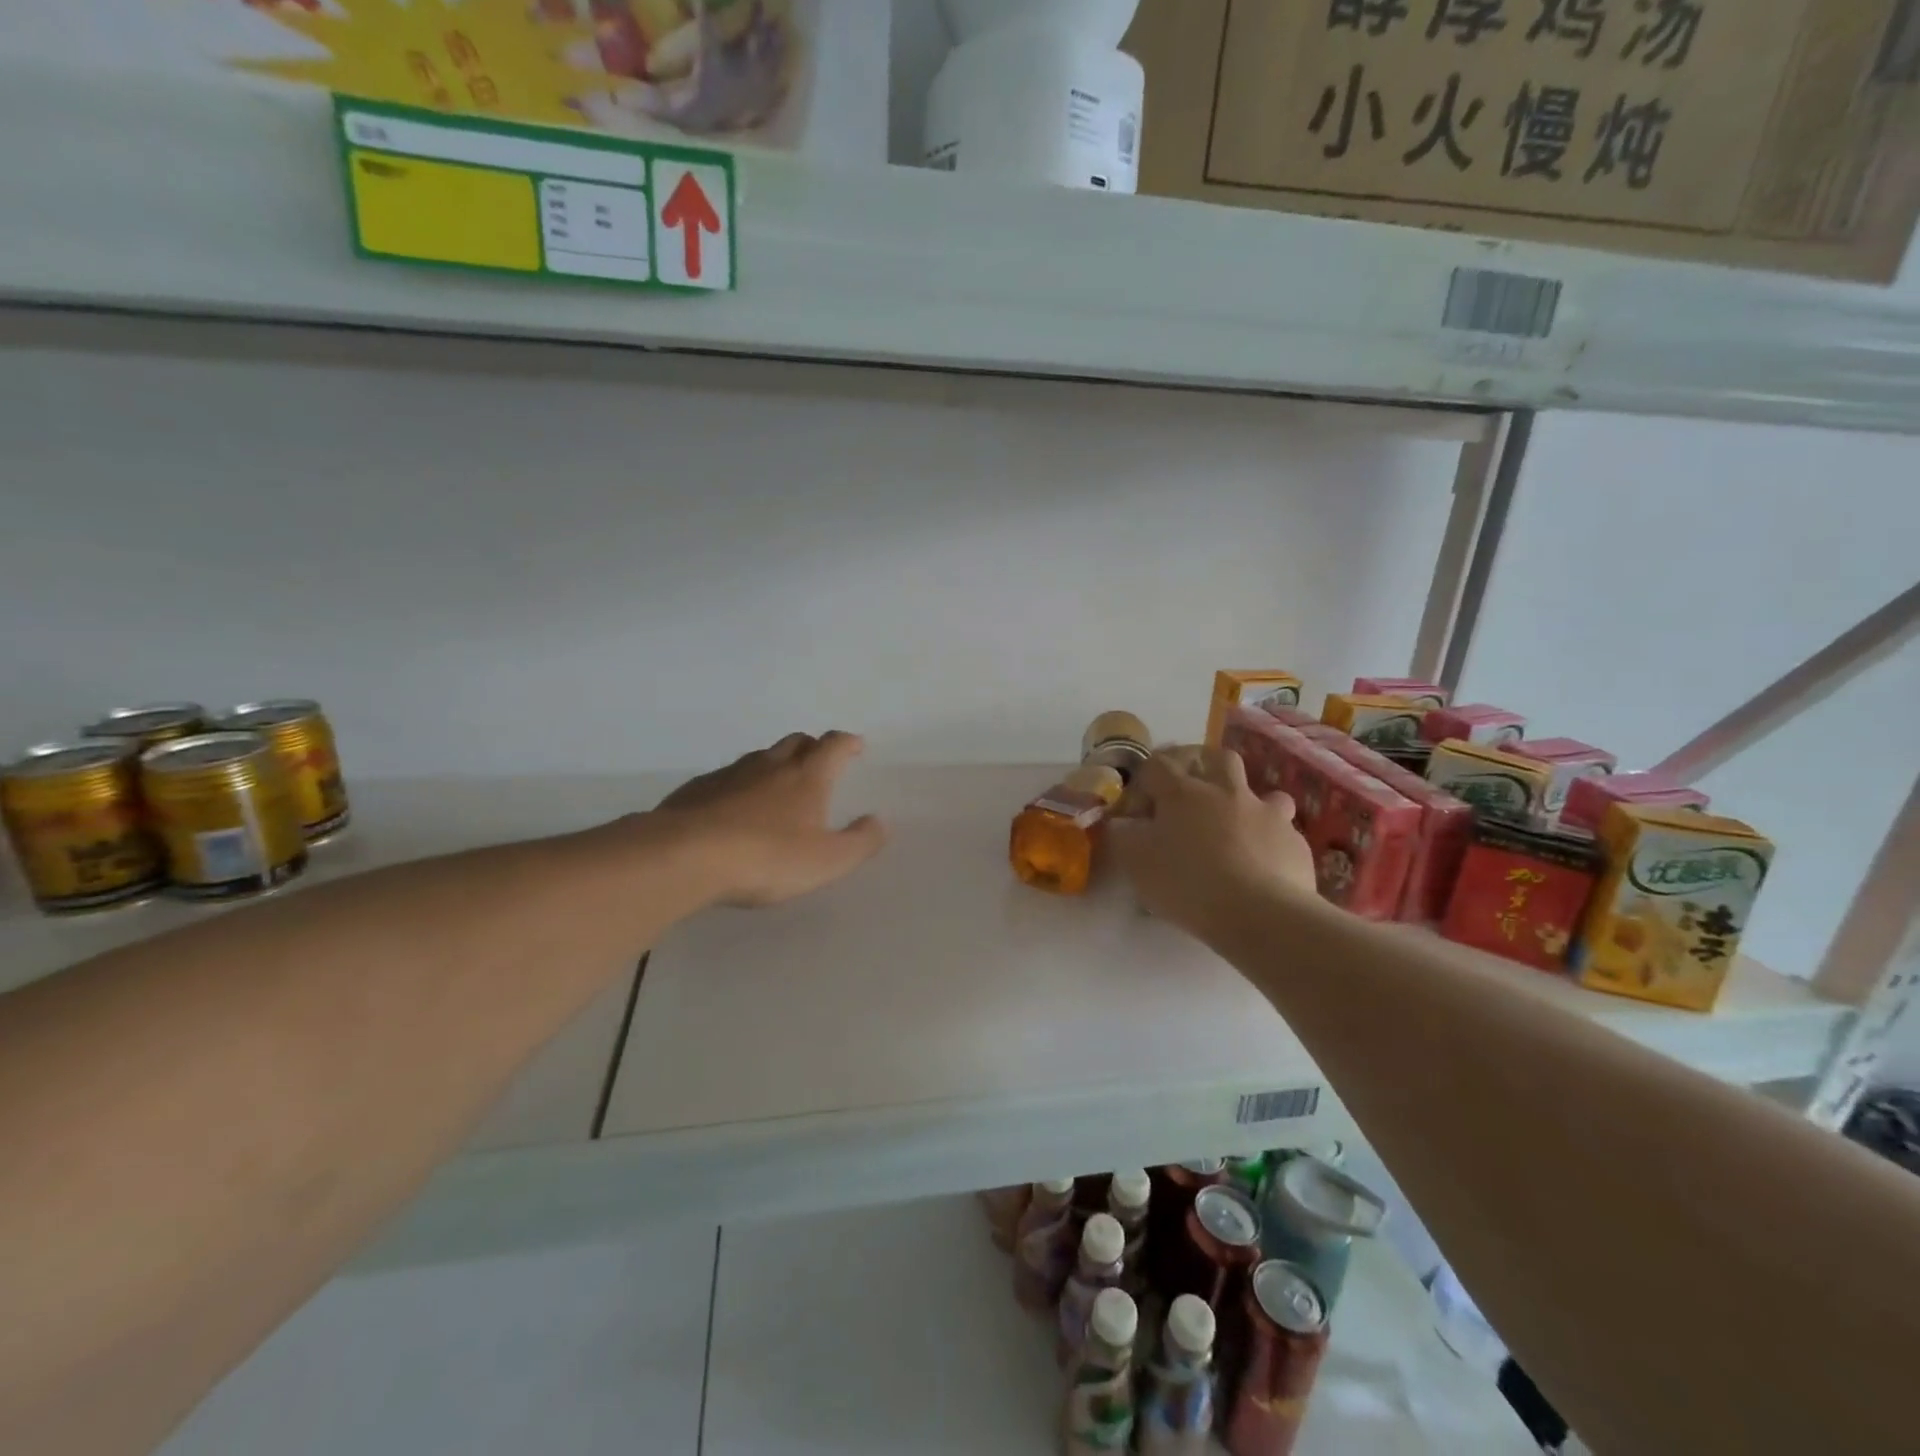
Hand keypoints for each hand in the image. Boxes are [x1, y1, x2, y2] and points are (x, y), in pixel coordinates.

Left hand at [652, 731, 886, 906]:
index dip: (848, 743)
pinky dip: (740, 784)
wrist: (684, 857)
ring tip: (779, 784)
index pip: (833, 746)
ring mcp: (730, 774)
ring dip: (775, 763)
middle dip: (813, 747)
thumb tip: (879, 821)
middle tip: (820, 761)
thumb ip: (860, 841)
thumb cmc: (767, 858)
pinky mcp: (697, 790)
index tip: (856, 746)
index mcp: (807, 777)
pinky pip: (727, 777)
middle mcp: (770, 766)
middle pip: (796, 742)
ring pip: (760, 757)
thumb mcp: (827, 860)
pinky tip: (734, 807)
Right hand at [1109, 749, 1316, 937]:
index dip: (1144, 780)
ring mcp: (1266, 813)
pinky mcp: (1294, 841)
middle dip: (1203, 768)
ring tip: (1236, 828)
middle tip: (1191, 795)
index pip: (1157, 764)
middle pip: (1216, 758)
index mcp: (1183, 792)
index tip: (1138, 808)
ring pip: (1262, 792)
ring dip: (1248, 804)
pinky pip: (1282, 830)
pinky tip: (1262, 863)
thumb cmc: (1188, 883)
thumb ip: (1123, 836)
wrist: (1260, 914)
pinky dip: (1269, 840)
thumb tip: (1121, 822)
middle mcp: (1226, 791)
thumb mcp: (1136, 863)